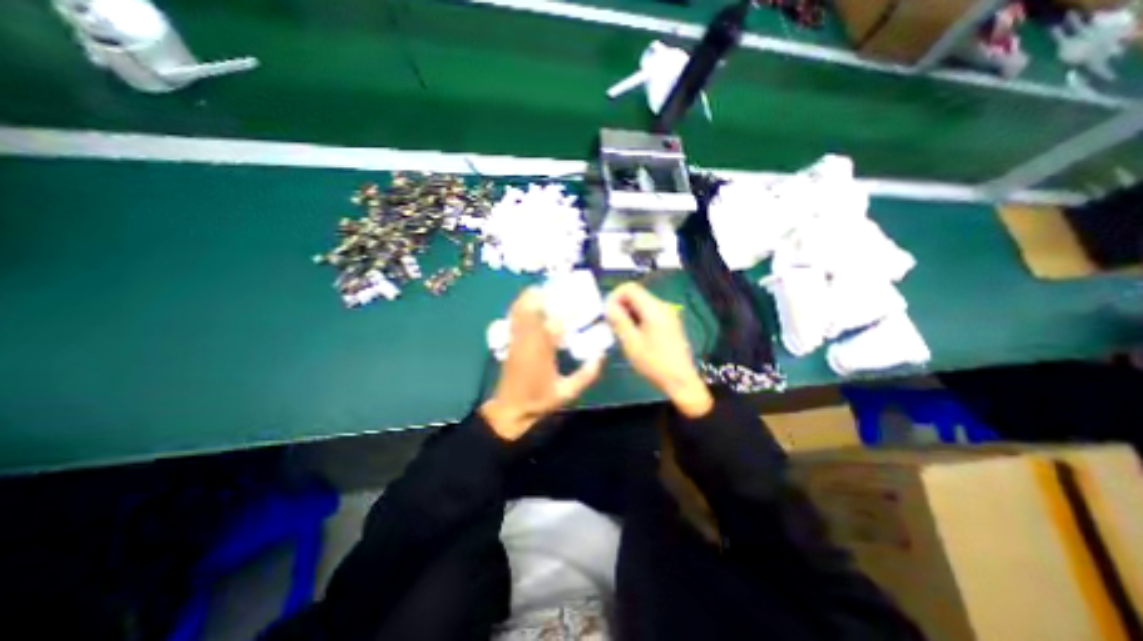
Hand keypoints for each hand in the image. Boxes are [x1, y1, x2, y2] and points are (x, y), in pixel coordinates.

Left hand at [482, 287, 606, 440]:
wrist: (510, 409)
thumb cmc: (539, 400)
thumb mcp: (567, 392)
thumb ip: (586, 374)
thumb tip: (600, 356)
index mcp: (542, 350)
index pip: (556, 322)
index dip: (569, 311)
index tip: (581, 305)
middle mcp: (527, 339)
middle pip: (531, 307)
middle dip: (544, 294)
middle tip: (560, 289)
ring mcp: (516, 338)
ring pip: (519, 308)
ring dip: (531, 297)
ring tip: (546, 292)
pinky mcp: (510, 340)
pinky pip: (514, 316)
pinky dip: (522, 305)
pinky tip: (532, 304)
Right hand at [601, 283, 712, 417]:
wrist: (680, 380)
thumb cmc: (654, 363)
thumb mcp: (631, 343)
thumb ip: (619, 321)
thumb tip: (608, 306)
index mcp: (653, 308)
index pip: (629, 288)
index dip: (614, 296)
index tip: (607, 314)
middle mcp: (662, 306)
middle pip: (636, 295)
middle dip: (620, 306)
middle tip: (611, 325)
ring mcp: (667, 314)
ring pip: (641, 304)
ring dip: (628, 313)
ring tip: (621, 332)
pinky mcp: (669, 323)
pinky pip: (648, 313)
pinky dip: (637, 319)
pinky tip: (633, 335)